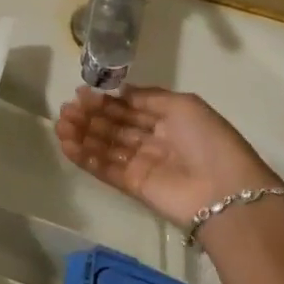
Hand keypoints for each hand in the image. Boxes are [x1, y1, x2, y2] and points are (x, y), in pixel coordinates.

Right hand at [56, 84, 279, 228]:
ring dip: (83, 135)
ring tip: (61, 124)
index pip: (131, 107)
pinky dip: (86, 157)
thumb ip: (148, 98)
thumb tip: (119, 93)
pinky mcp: (133, 186)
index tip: (82, 93)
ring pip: (106, 146)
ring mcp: (143, 164)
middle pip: (116, 126)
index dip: (107, 100)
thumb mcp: (183, 105)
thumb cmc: (207, 140)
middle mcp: (154, 140)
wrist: (223, 190)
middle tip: (66, 108)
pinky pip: (105, 169)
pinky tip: (68, 145)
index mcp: (170, 119)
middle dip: (91, 116)